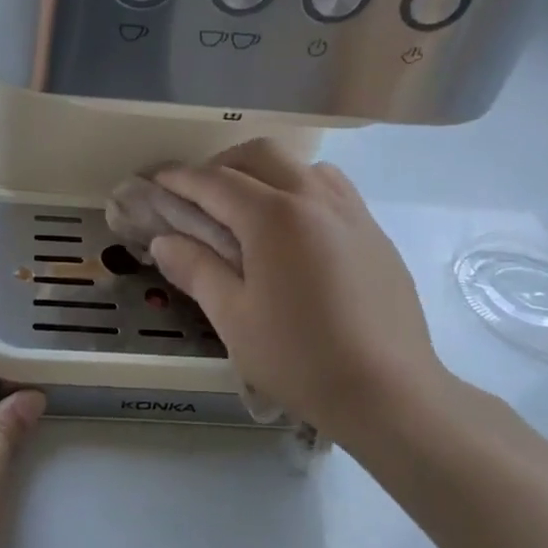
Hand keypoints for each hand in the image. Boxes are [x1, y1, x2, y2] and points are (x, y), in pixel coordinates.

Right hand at [149, 141, 448, 430]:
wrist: (390, 392)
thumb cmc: (300, 357)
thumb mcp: (233, 318)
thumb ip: (196, 269)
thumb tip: (163, 241)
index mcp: (274, 216)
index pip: (216, 181)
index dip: (181, 178)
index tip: (157, 180)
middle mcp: (315, 199)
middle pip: (261, 155)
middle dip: (223, 164)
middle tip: (199, 195)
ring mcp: (352, 212)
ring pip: (302, 166)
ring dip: (265, 172)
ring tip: (247, 208)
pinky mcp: (374, 233)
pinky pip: (331, 190)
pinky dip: (300, 191)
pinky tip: (294, 232)